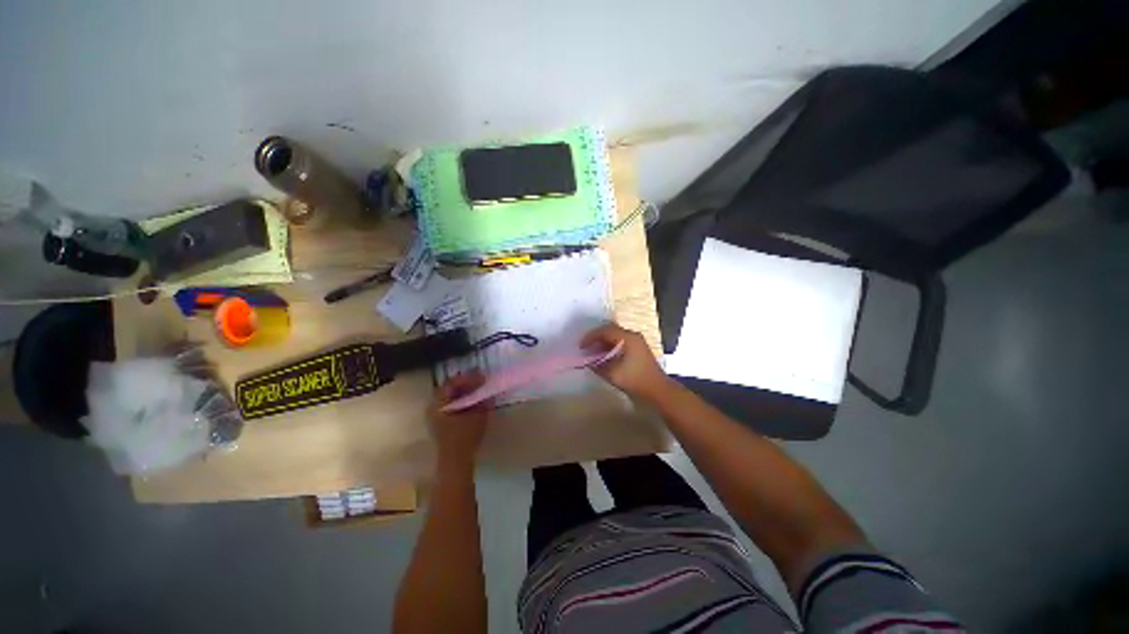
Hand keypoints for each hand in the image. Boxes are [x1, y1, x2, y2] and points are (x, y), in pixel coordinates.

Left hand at [428, 372, 490, 468]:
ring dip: (464, 393)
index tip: (482, 375)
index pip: (453, 382)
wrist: (455, 462)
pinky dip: (462, 402)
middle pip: (449, 389)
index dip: (469, 377)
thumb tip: (485, 390)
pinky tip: (473, 404)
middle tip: (481, 381)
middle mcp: (433, 407)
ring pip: (449, 398)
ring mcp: (435, 417)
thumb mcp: (478, 415)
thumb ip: (482, 400)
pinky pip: (450, 406)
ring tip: (478, 391)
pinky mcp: (440, 425)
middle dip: (466, 384)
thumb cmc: (465, 436)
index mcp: (439, 402)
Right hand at [581, 323, 670, 401]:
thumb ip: (597, 365)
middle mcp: (633, 335)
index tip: (581, 346)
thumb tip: (587, 361)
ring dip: (603, 341)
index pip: (605, 331)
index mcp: (627, 338)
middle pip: (610, 330)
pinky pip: (621, 341)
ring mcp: (637, 341)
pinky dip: (610, 345)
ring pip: (616, 335)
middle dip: (596, 337)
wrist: (658, 390)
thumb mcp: (612, 374)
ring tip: (592, 351)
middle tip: (585, 346)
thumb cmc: (635, 380)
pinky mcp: (639, 348)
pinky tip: (604, 355)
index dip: (591, 337)